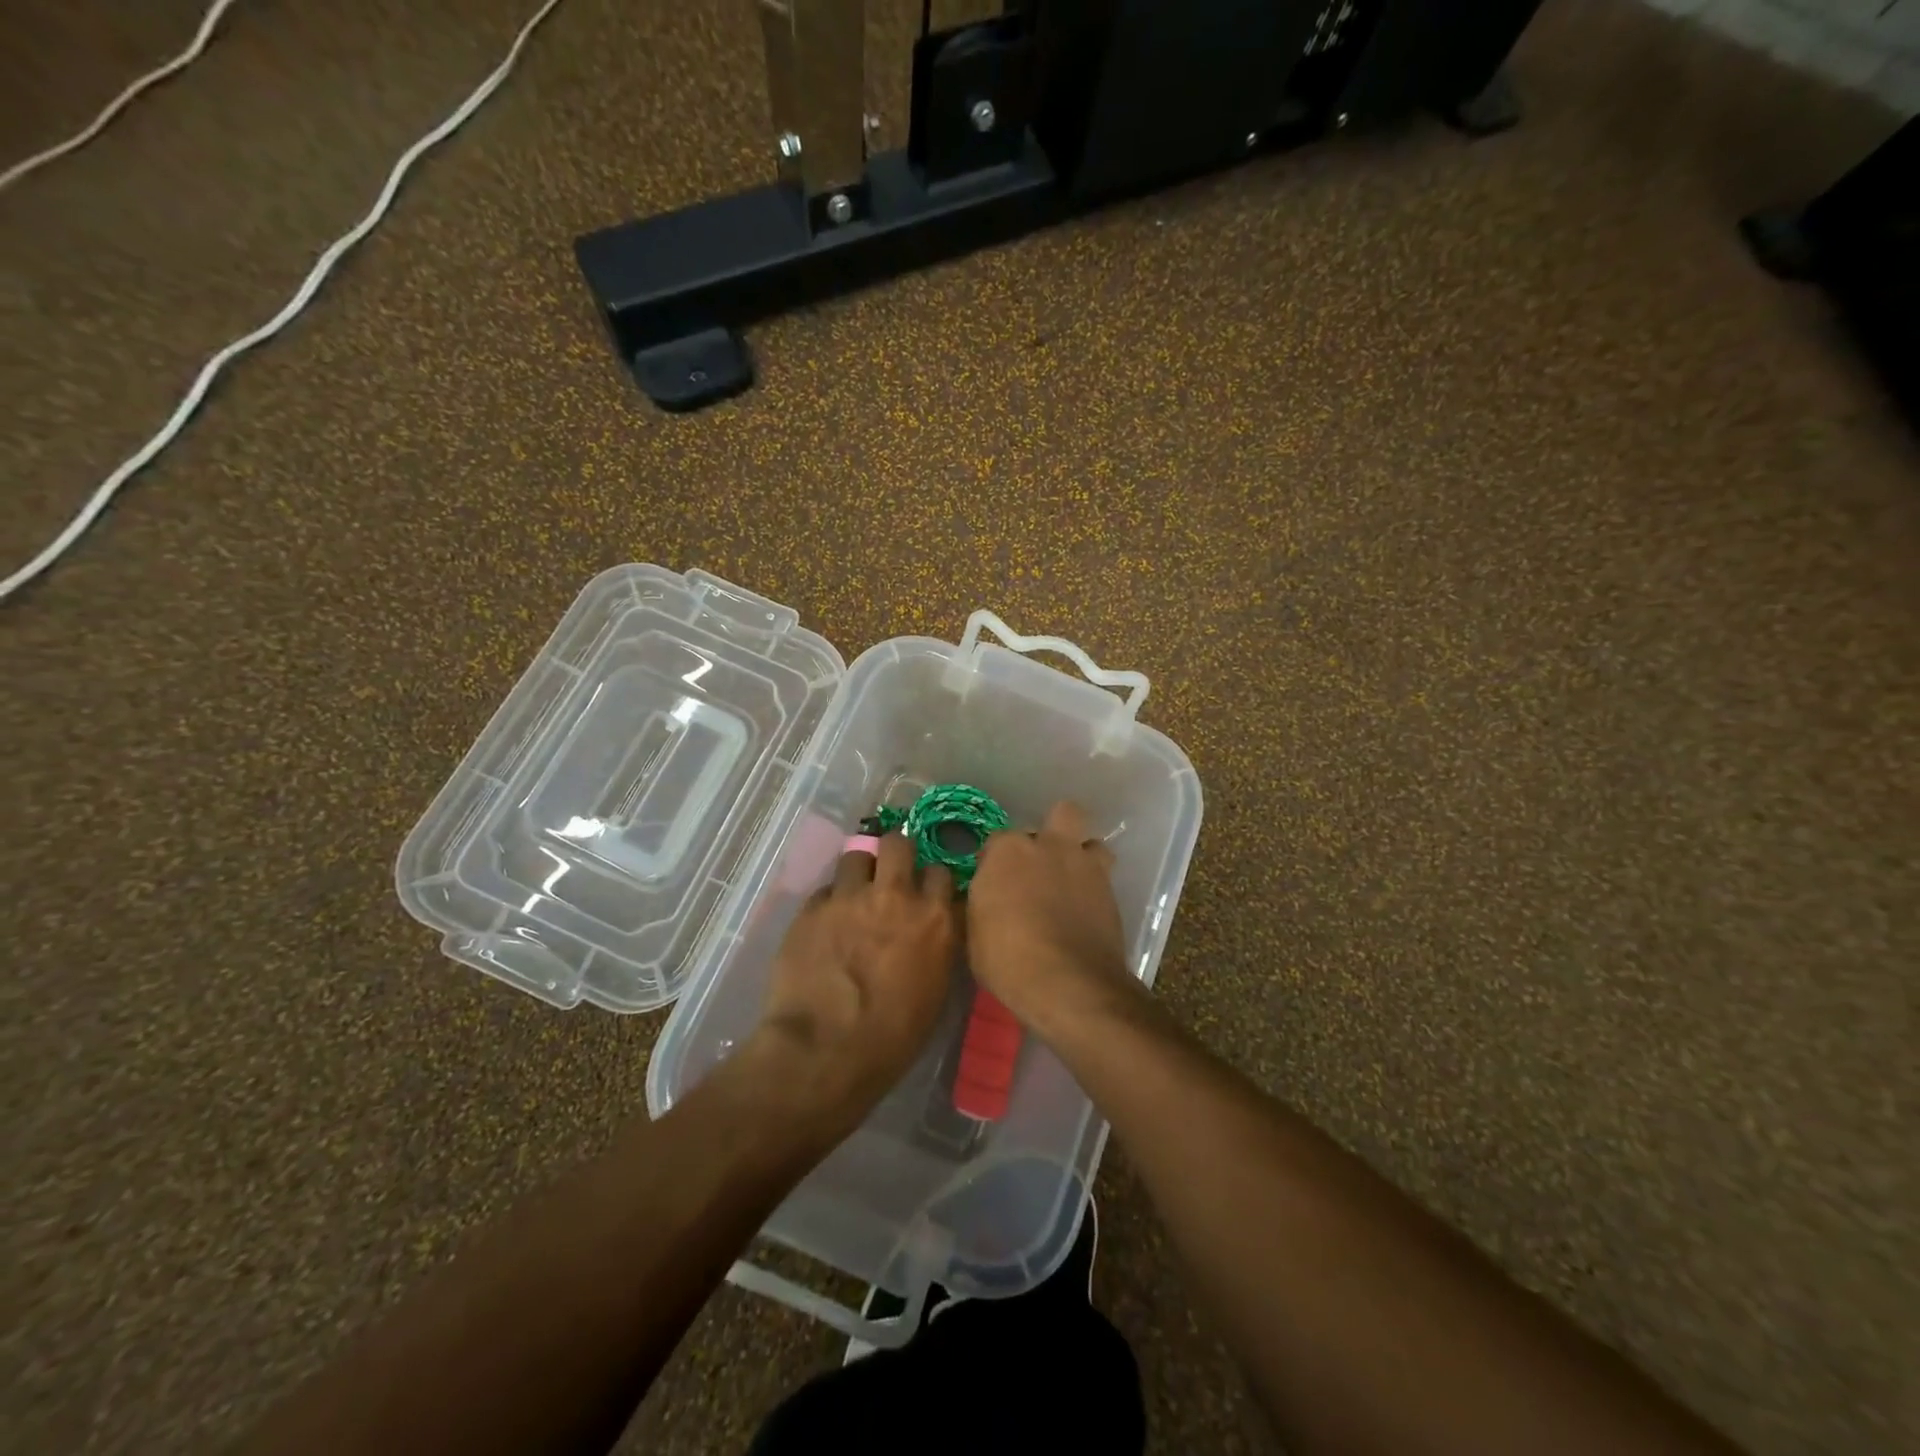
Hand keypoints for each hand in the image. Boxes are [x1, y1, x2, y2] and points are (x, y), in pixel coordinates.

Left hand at [748, 833, 957, 1138]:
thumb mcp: (935, 989)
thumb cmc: (893, 1038)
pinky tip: (825, 925)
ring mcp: (851, 897)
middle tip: (888, 874)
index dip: (931, 880)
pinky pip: (825, 889)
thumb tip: (934, 925)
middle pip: (898, 843)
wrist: (825, 1051)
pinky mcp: (813, 907)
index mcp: (935, 919)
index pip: (941, 871)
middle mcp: (896, 896)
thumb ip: (937, 944)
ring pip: (856, 855)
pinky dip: (829, 902)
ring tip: (853, 894)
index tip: (924, 891)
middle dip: (895, 853)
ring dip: (859, 871)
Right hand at [967, 801, 1139, 1037]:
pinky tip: (1086, 909)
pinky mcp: (1111, 891)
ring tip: (1071, 882)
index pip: (998, 840)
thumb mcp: (974, 933)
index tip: (993, 882)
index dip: (995, 861)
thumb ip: (983, 902)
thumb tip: (988, 897)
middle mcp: (1050, 846)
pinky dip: (1094, 887)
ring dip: (1081, 856)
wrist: (1068, 983)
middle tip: (1040, 864)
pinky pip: (1104, 876)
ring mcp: (1085, 865)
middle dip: (1052, 831)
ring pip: (1091, 841)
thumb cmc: (1007, 959)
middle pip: (1060, 815)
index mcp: (1008, 852)